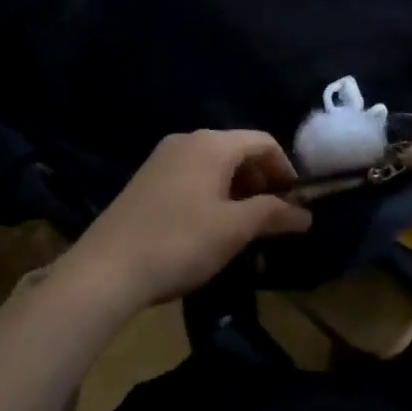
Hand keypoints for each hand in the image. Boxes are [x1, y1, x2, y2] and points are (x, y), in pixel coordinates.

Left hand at [64, 130, 309, 314]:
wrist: (105, 270)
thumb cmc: (180, 242)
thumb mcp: (234, 229)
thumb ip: (273, 214)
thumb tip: (305, 214)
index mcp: (212, 144)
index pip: (263, 142)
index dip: (286, 170)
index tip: (296, 204)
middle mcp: (187, 140)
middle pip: (238, 151)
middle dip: (261, 182)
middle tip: (273, 219)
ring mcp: (162, 158)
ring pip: (214, 166)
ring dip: (237, 191)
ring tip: (244, 228)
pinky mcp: (146, 179)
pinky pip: (192, 176)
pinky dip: (211, 194)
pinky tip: (210, 228)